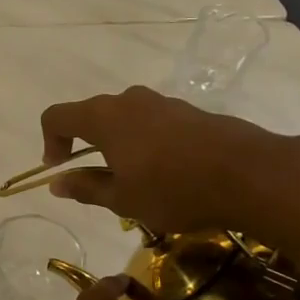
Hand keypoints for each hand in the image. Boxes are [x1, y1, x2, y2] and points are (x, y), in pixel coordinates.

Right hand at [39, 85, 296, 234]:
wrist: (249, 174)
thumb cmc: (173, 189)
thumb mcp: (122, 199)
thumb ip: (85, 187)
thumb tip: (56, 183)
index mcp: (103, 118)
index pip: (56, 116)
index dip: (50, 141)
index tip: (60, 170)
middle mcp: (128, 100)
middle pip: (91, 115)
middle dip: (84, 144)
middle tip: (96, 179)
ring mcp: (162, 102)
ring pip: (124, 118)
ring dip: (117, 144)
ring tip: (133, 179)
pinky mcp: (188, 111)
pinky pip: (152, 122)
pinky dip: (145, 142)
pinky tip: (165, 172)